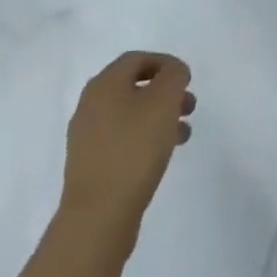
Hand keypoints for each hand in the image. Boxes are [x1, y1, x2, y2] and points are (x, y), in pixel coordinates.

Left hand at [60, 52, 195, 248]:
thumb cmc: (134, 149)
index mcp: (104, 85)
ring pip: (130, 115)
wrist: (98, 217)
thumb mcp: (164, 101)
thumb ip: (173, 76)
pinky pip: (123, 140)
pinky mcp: (91, 166)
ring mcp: (87, 138)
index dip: (165, 64)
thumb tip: (173, 72)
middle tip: (189, 106)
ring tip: (183, 133)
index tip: (187, 80)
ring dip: (159, 117)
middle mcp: (90, 106)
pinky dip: (145, 138)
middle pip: (133, 87)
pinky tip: (163, 155)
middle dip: (165, 92)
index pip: (136, 59)